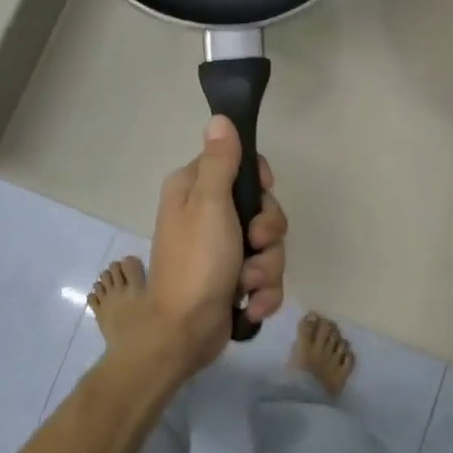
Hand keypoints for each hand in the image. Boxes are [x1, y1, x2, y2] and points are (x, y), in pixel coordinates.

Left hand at [143, 116, 287, 374]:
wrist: (183, 333)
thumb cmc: (196, 263)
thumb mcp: (208, 205)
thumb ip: (220, 162)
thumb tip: (221, 119)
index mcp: (193, 191)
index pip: (238, 164)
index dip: (259, 180)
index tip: (262, 193)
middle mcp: (207, 216)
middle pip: (262, 208)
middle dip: (268, 234)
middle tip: (255, 245)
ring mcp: (222, 252)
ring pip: (269, 247)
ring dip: (266, 269)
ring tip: (247, 285)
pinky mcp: (234, 282)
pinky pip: (266, 278)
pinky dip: (262, 294)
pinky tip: (249, 306)